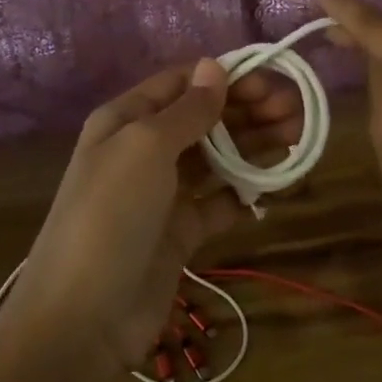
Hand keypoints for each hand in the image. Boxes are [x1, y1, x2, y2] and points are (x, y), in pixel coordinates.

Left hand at [15, 59, 302, 370]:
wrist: (83, 317)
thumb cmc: (111, 213)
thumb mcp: (146, 147)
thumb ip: (187, 109)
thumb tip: (214, 65)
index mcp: (126, 119)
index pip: (182, 83)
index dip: (225, 77)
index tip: (272, 80)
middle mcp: (144, 149)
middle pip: (204, 118)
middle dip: (248, 109)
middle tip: (296, 111)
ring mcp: (163, 192)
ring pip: (217, 157)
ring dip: (254, 145)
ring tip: (298, 137)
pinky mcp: (180, 232)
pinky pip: (219, 202)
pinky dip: (245, 192)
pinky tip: (276, 186)